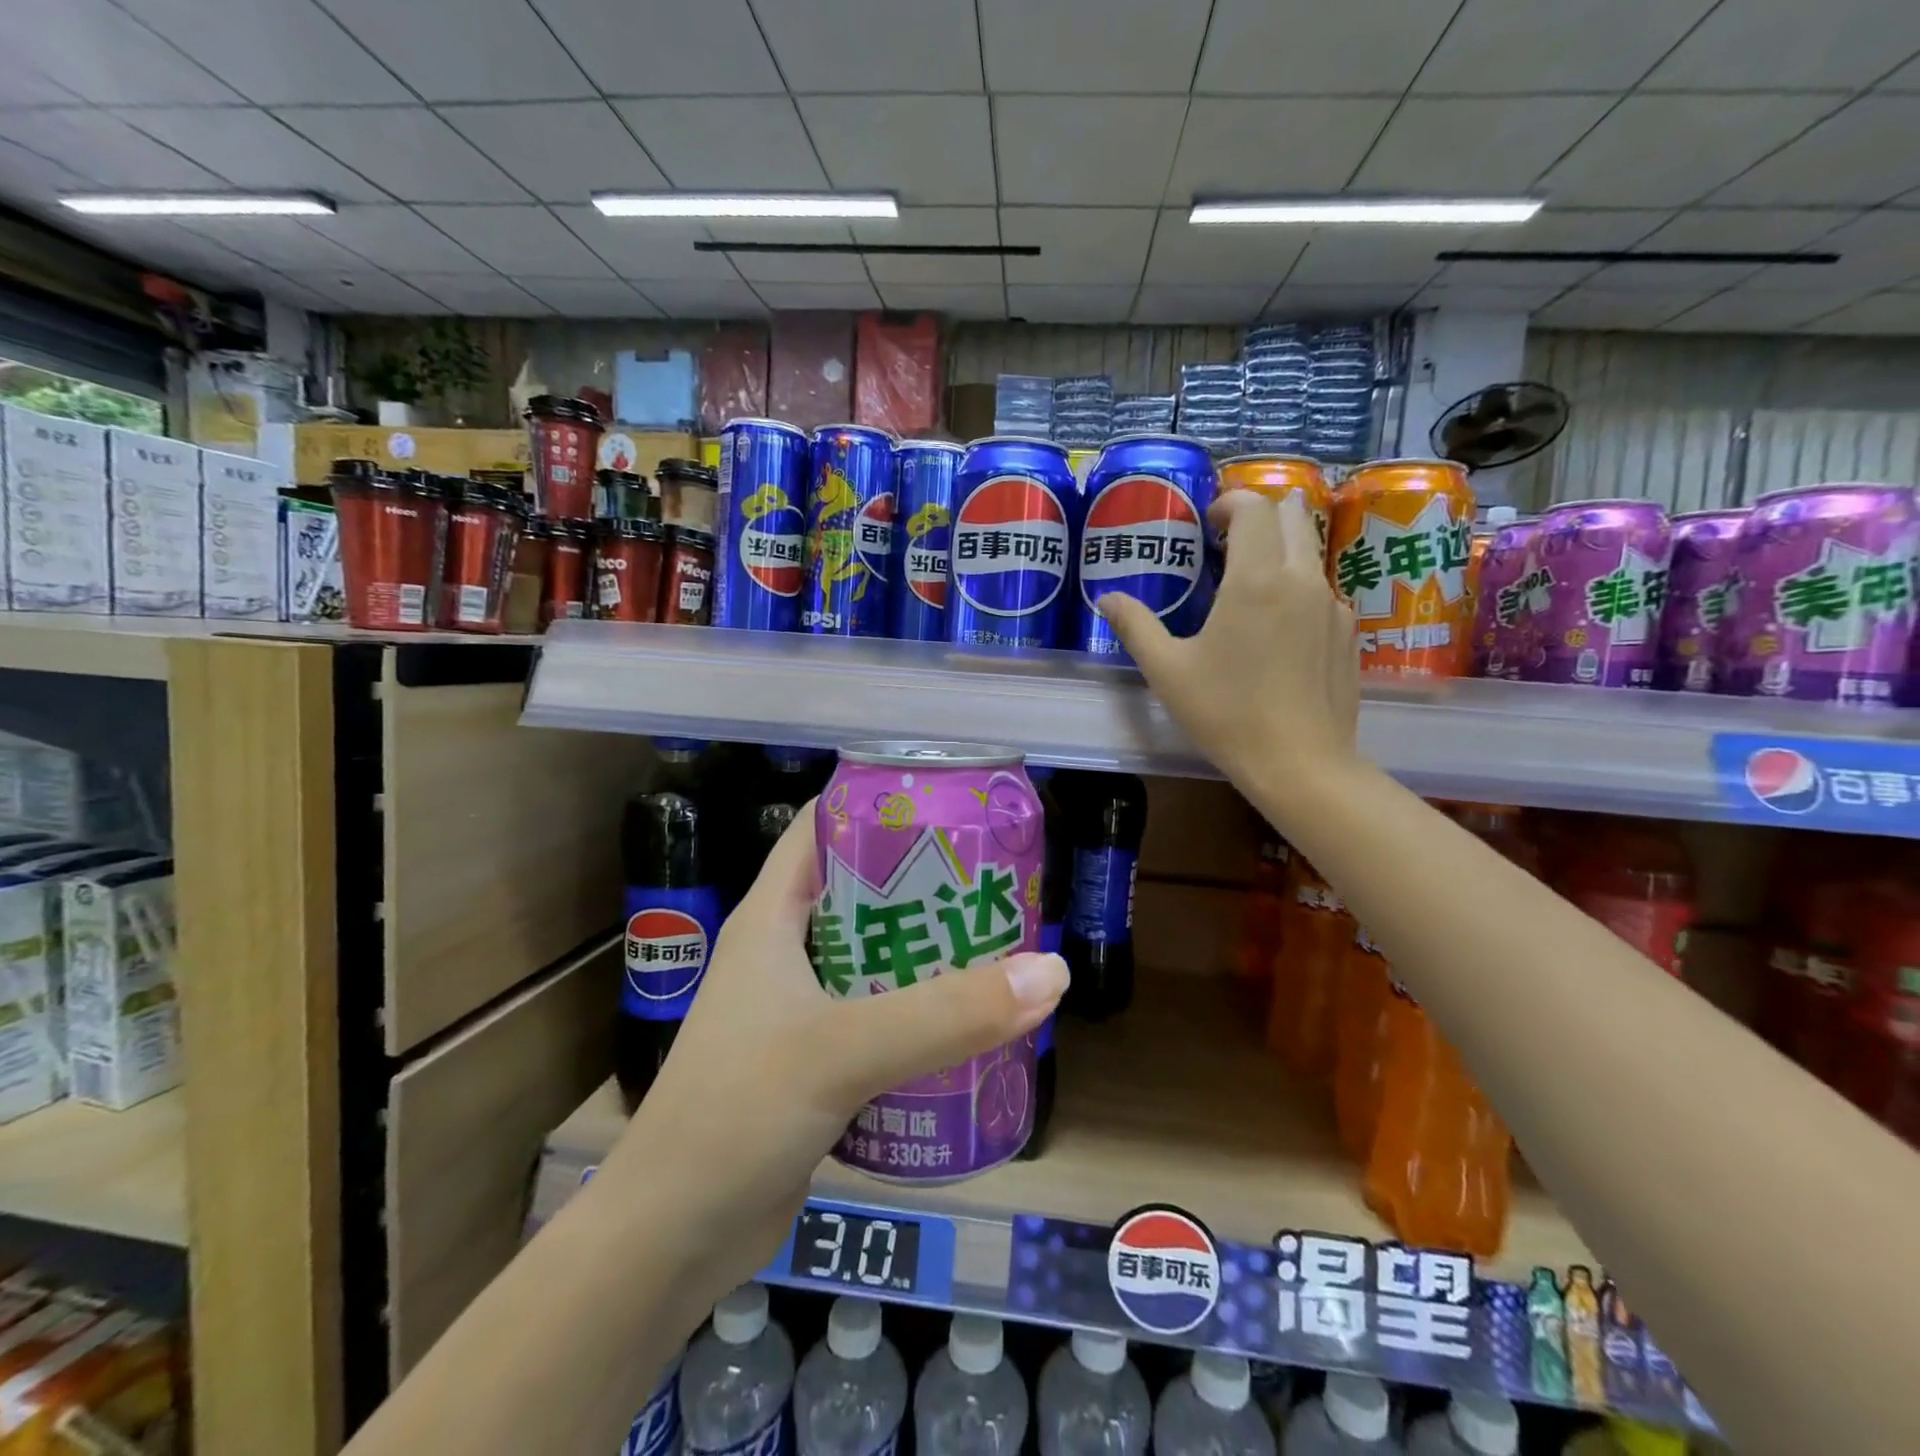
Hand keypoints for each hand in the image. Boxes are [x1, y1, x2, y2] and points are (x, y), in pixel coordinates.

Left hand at [594, 805, 1068, 1299]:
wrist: (673, 1240)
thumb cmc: (737, 1114)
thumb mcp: (843, 1050)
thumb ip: (946, 1015)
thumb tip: (1051, 971)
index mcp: (772, 917)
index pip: (823, 828)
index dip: (879, 802)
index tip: (949, 799)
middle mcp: (785, 951)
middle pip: (863, 891)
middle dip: (925, 881)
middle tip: (995, 877)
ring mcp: (800, 1008)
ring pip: (876, 956)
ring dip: (929, 950)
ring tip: (1000, 939)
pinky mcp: (817, 1061)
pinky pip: (879, 1015)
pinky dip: (922, 1009)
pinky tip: (972, 1018)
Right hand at [1100, 491, 1361, 800]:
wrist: (1300, 763)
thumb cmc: (1226, 713)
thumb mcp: (1167, 671)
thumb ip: (1136, 626)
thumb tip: (1107, 598)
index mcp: (1256, 579)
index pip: (1254, 507)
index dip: (1230, 503)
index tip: (1209, 523)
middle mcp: (1302, 579)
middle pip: (1292, 517)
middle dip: (1261, 516)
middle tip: (1229, 543)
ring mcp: (1333, 606)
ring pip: (1311, 554)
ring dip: (1281, 552)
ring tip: (1250, 588)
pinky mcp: (1349, 634)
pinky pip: (1322, 593)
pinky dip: (1299, 591)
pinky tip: (1278, 633)